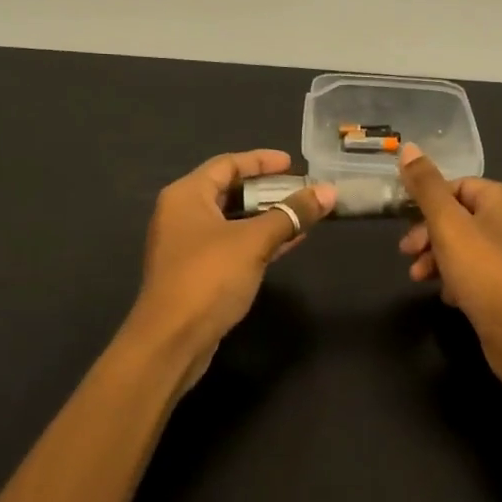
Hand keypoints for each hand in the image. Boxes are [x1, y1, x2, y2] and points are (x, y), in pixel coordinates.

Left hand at [131, 150, 334, 391]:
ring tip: (302, 214)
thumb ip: (292, 214)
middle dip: (267, 190)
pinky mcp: (197, 273)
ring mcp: (188, 246)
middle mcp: (182, 215)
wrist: (172, 341)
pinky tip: (289, 242)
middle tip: (301, 190)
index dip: (261, 160)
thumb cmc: (209, 278)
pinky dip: (258, 241)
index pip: (227, 164)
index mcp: (186, 195)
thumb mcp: (254, 241)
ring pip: (232, 220)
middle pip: (229, 190)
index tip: (293, 163)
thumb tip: (329, 191)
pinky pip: (232, 245)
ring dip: (266, 217)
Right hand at [396, 144, 501, 388]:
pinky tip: (447, 296)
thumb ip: (426, 187)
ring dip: (438, 258)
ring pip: (466, 246)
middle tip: (406, 254)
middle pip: (460, 216)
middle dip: (429, 235)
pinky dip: (458, 278)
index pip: (458, 186)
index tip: (404, 224)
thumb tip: (408, 148)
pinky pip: (478, 271)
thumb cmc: (485, 272)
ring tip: (419, 278)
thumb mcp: (448, 225)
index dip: (428, 203)